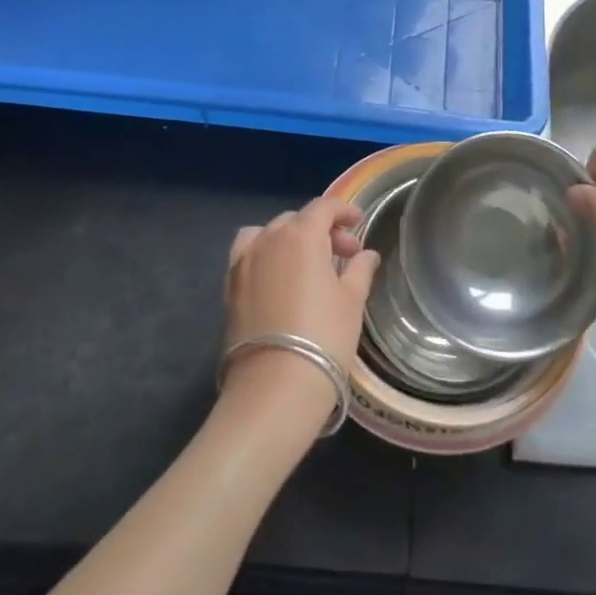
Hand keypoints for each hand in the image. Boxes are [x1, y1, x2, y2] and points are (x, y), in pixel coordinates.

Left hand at [221, 197, 377, 422]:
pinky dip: (265, 255)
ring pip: (267, 234)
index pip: (323, 208)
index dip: (343, 211)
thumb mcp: (351, 301)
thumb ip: (360, 270)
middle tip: (343, 254)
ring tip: (305, 263)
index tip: (358, 223)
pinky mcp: (229, 287)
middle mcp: (268, 239)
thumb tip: (366, 255)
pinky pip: (248, 255)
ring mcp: (243, 262)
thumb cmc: (324, 337)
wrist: (274, 386)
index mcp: (301, 235)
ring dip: (288, 239)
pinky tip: (279, 279)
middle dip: (321, 230)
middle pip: (296, 220)